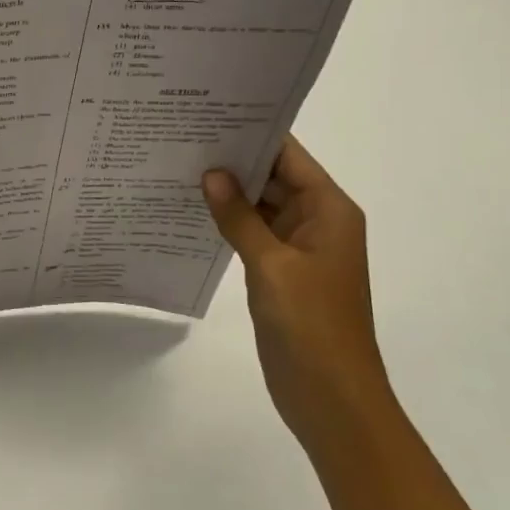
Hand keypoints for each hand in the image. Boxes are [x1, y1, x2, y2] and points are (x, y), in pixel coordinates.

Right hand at [202, 136, 397, 453]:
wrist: (331, 397)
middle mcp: (317, 222)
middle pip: (274, 177)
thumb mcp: (271, 265)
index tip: (209, 113)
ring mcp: (298, 248)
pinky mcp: (281, 272)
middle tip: (181, 137)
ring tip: (178, 166)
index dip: (253, 133)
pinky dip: (228, 222)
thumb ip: (239, 217)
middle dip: (233, 160)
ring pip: (260, 206)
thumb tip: (212, 173)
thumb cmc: (311, 325)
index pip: (289, 157)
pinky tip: (190, 211)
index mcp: (329, 211)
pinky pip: (253, 233)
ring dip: (227, 192)